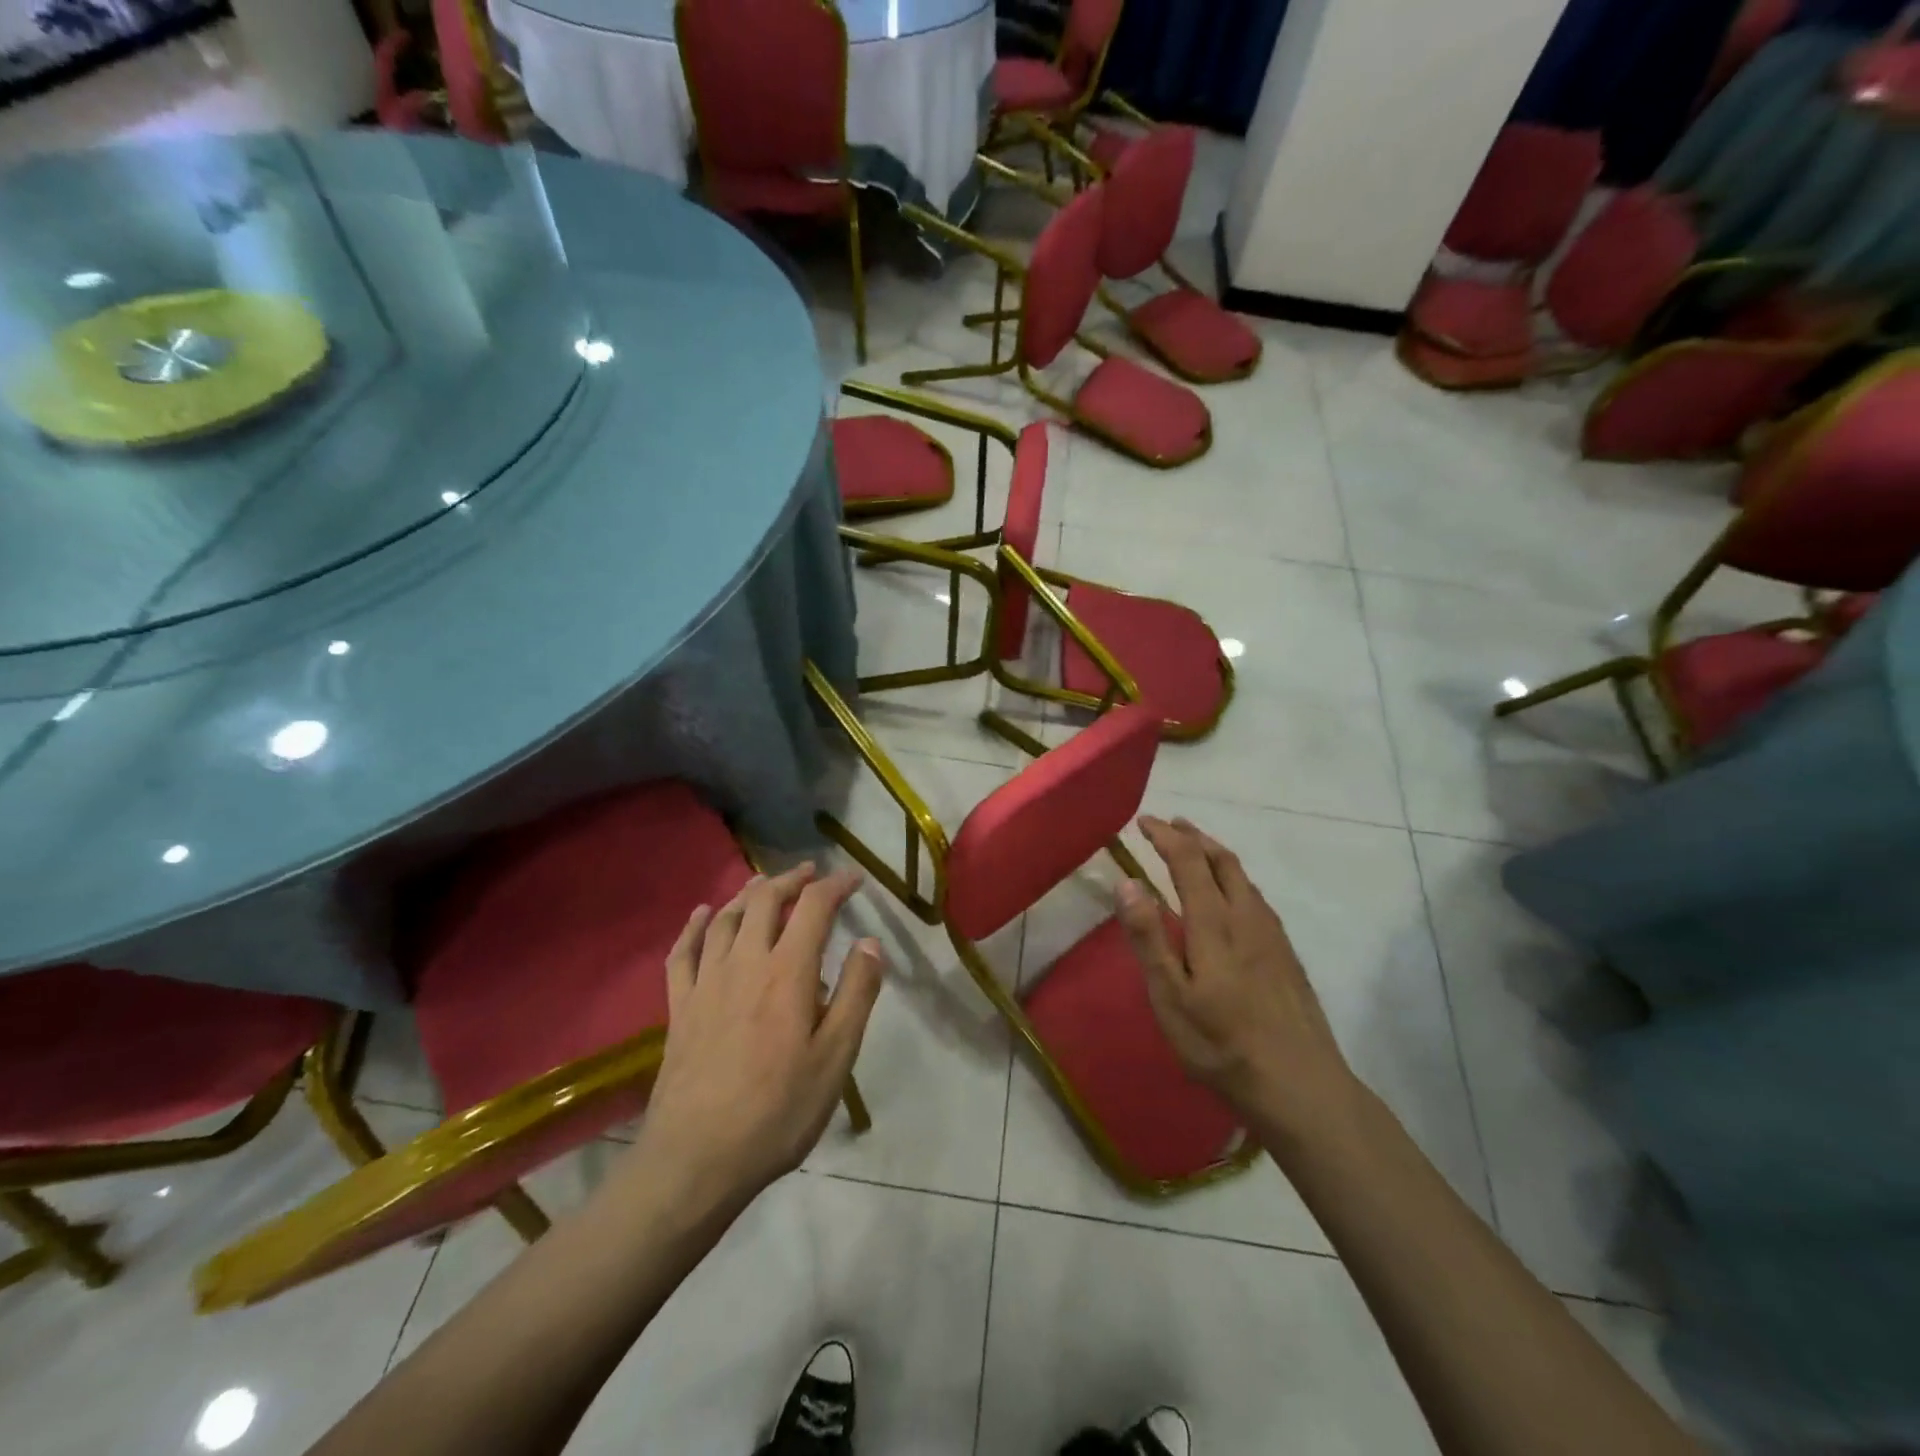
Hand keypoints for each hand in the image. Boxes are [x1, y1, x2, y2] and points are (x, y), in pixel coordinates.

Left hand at [636, 864, 883, 1210]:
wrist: (697, 1159)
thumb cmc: (778, 1111)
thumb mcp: (836, 1058)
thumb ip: (856, 994)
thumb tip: (870, 942)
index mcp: (787, 972)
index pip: (814, 907)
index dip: (836, 885)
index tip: (855, 879)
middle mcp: (745, 963)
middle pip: (765, 901)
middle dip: (791, 879)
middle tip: (811, 872)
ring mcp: (706, 983)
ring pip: (726, 919)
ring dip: (749, 894)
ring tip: (765, 884)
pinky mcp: (679, 1007)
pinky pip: (682, 953)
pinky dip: (693, 926)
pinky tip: (700, 914)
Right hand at [1117, 817, 1359, 1147]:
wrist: (1300, 1084)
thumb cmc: (1221, 1043)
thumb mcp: (1171, 996)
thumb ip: (1148, 937)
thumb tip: (1127, 882)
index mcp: (1214, 922)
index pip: (1188, 861)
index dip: (1165, 836)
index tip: (1144, 822)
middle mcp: (1246, 916)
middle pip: (1222, 860)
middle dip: (1193, 836)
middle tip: (1170, 824)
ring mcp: (1271, 934)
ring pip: (1243, 876)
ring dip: (1215, 854)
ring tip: (1196, 848)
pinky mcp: (1286, 953)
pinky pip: (1257, 897)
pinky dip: (1235, 878)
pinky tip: (1232, 896)